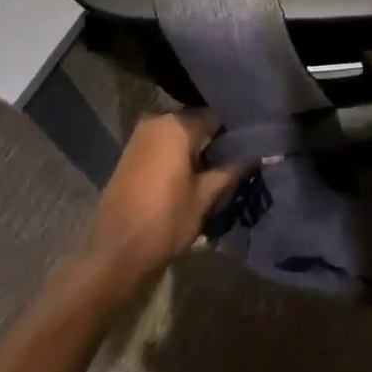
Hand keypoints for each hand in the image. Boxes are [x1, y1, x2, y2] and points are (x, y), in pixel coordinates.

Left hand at [84, 111, 241, 296]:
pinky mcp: (130, 153)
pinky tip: (187, 177)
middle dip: (213, 142)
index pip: (216, 117)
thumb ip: (231, 171)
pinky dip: (176, 155)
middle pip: (196, 123)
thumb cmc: (166, 221)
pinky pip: (162, 144)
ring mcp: (140, 136)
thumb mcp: (205, 197)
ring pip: (178, 134)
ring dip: (194, 150)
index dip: (232, 135)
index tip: (246, 153)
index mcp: (178, 125)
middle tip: (230, 165)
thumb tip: (257, 155)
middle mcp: (157, 120)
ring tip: (211, 174)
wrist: (115, 254)